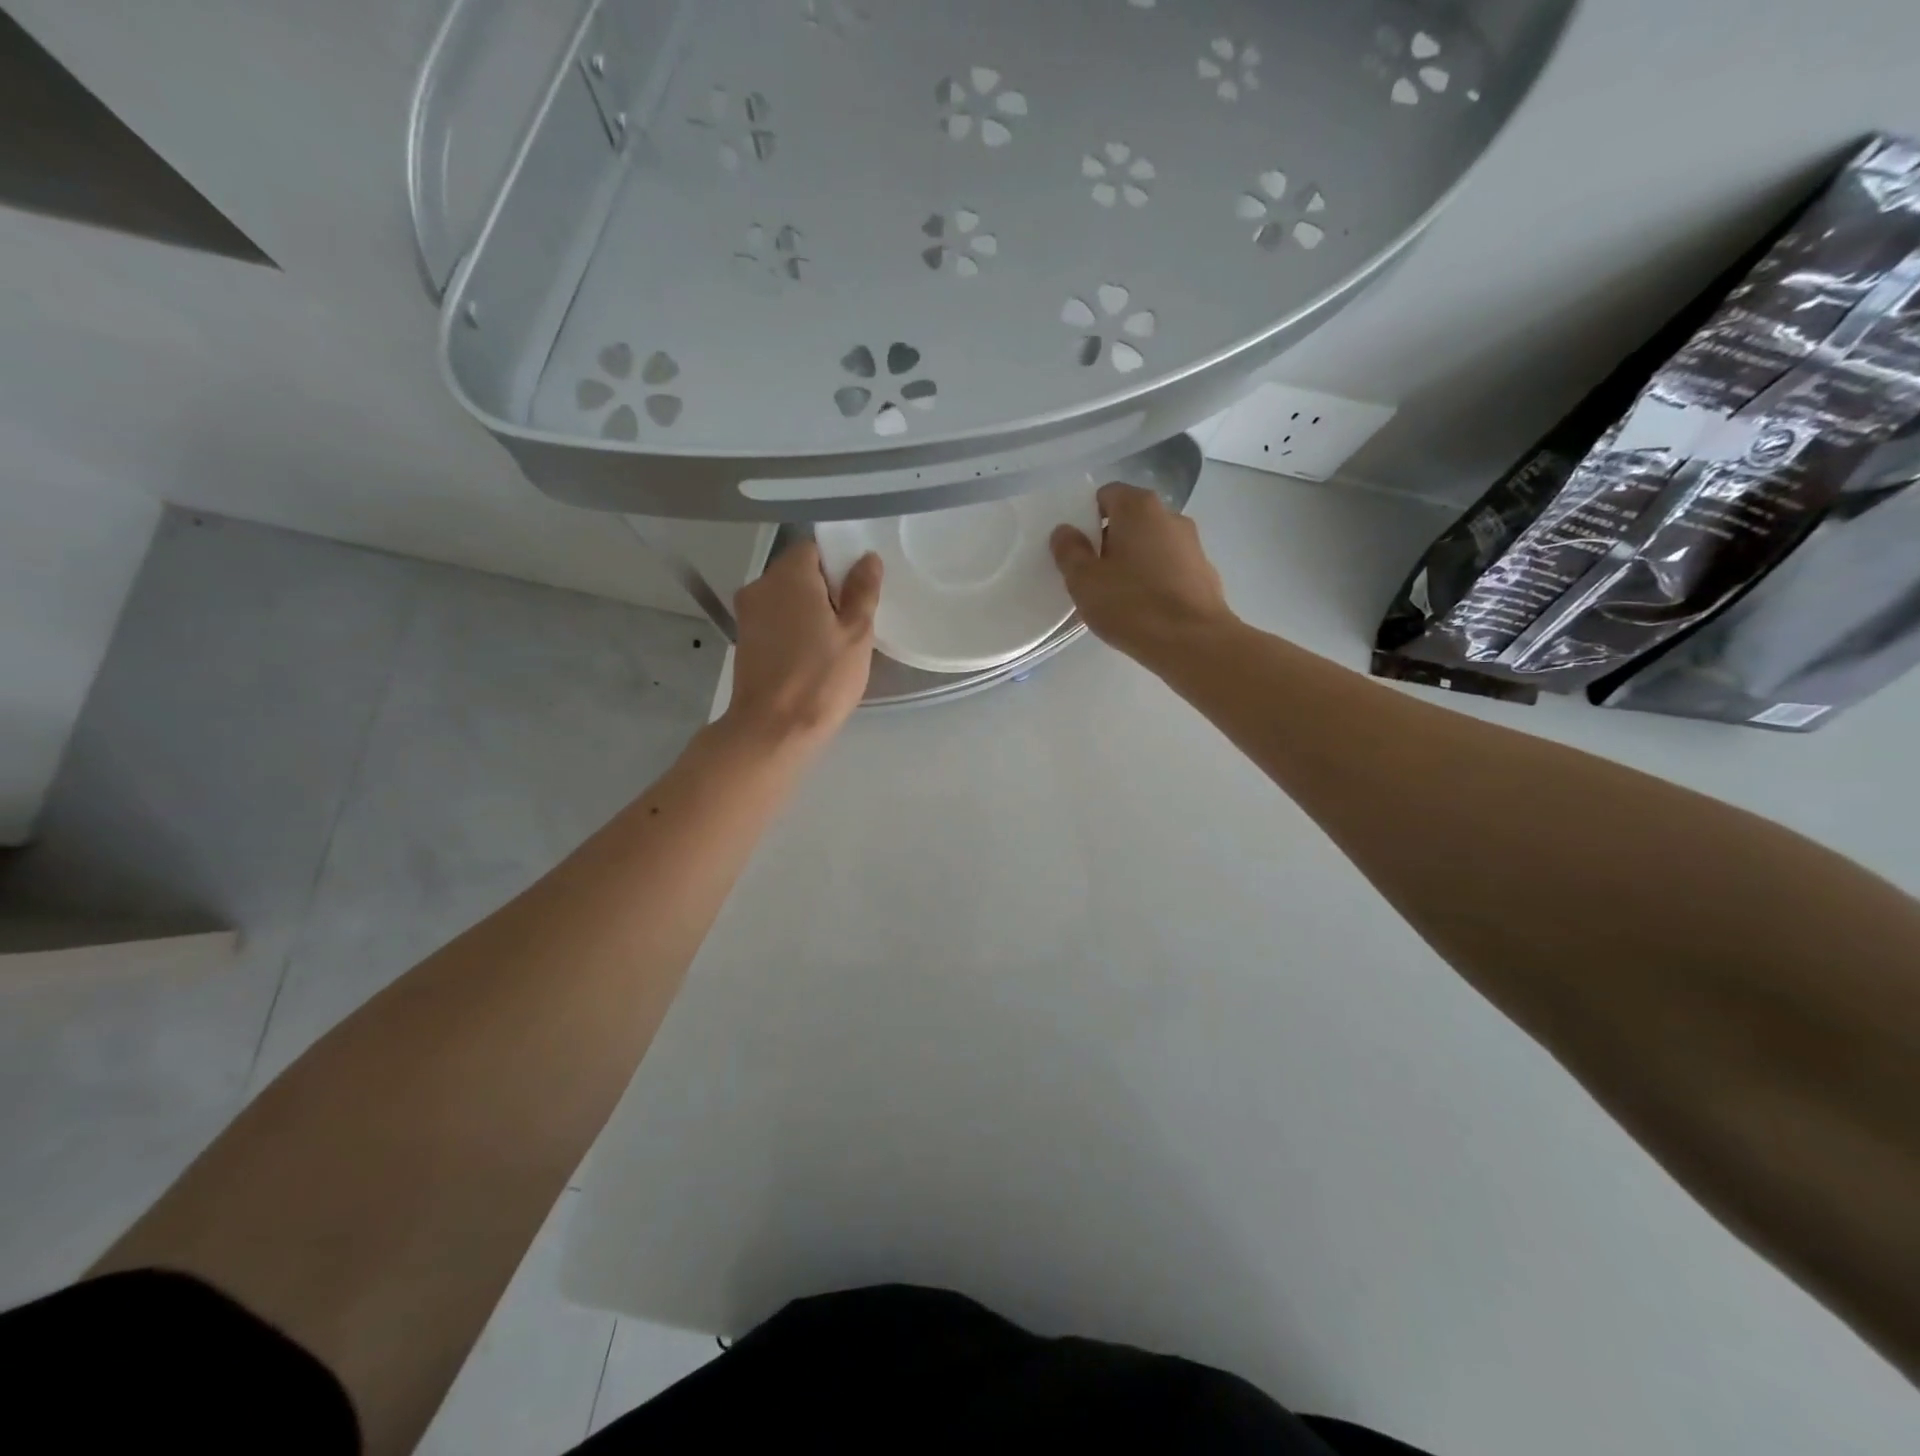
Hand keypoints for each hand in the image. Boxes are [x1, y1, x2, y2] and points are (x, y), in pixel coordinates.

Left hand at [725, 541, 881, 748]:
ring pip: (785, 598)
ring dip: (808, 611)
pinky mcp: (744, 640)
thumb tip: (867, 559)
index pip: (814, 548)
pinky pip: (775, 620)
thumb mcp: (856, 634)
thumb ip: (863, 590)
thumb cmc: (821, 678)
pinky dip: (793, 629)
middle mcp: (760, 586)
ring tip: (833, 642)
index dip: (839, 564)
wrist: (774, 729)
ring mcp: (747, 614)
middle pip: (798, 572)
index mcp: (788, 575)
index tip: (858, 592)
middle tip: (852, 621)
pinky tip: (811, 655)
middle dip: (825, 589)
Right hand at [1051, 482, 1235, 664]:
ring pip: (1152, 544)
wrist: (1193, 642)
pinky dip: (1155, 579)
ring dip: (1133, 562)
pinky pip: (1170, 567)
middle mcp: (1170, 516)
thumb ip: (1069, 551)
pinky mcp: (1204, 573)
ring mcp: (1192, 544)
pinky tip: (1145, 609)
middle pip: (1131, 519)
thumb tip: (1064, 531)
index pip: (1107, 495)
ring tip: (1118, 596)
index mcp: (1139, 507)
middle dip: (1110, 541)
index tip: (1078, 549)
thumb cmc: (1131, 604)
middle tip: (1093, 575)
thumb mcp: (1084, 581)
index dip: (1088, 518)